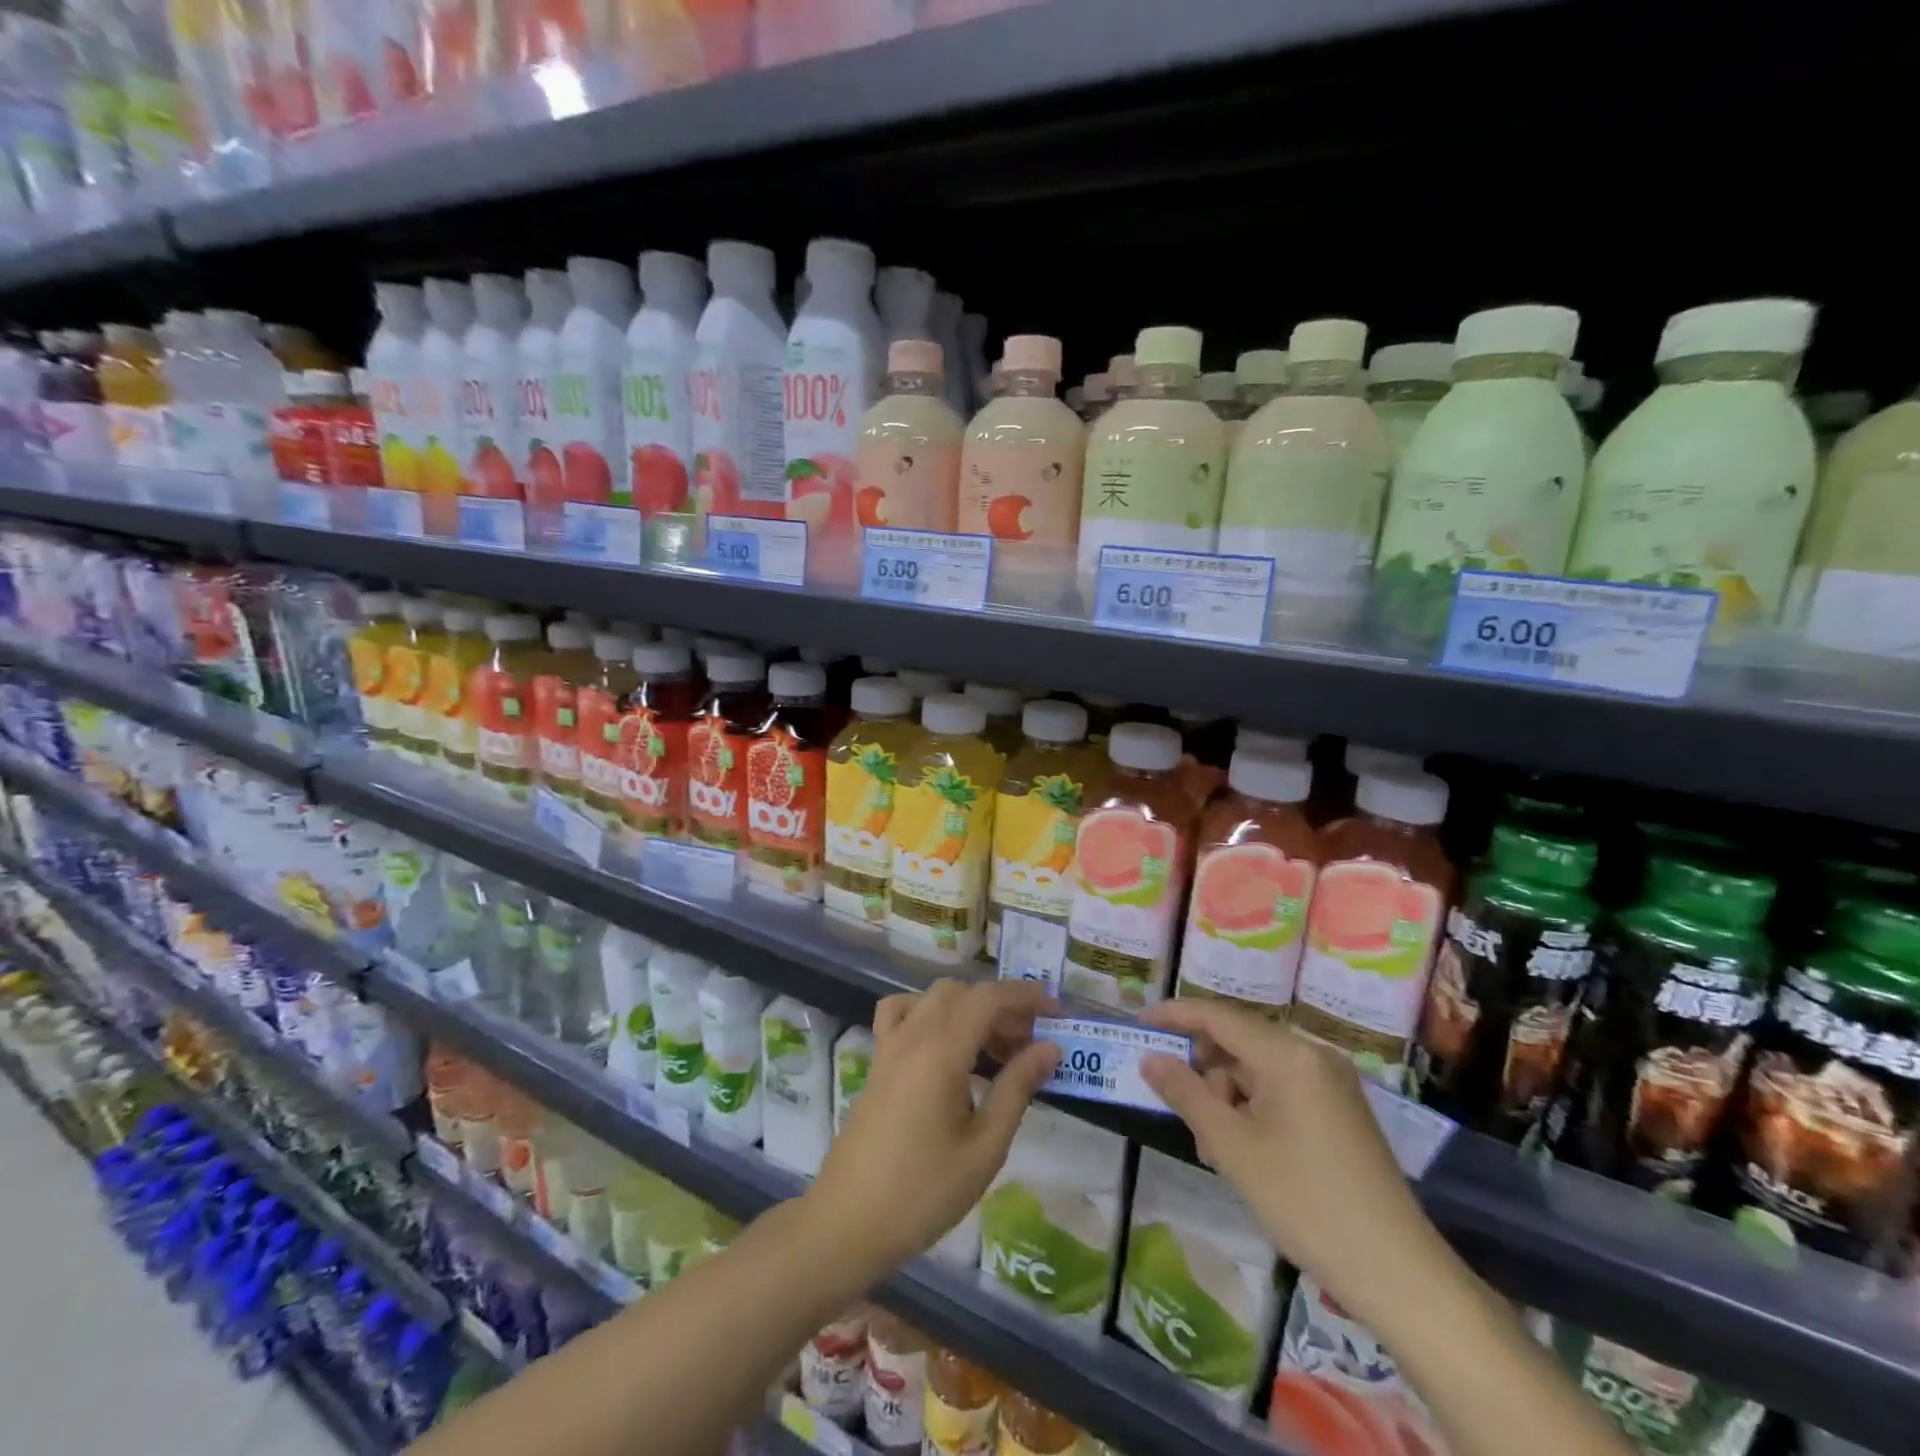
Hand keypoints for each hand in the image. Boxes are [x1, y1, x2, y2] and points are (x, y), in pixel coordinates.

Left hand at [804, 980, 1060, 1282]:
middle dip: (1000, 1006)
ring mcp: (889, 1046)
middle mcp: (912, 1035)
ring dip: (968, 1008)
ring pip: (933, 998)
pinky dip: (928, 1012)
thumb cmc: (923, 1192)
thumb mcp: (984, 1148)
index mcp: (941, 1051)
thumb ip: (1017, 1089)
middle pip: (962, 992)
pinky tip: (944, 1045)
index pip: (987, 998)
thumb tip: (1049, 1048)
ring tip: (994, 1049)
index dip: (1024, 995)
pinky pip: (901, 1013)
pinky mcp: (877, 1062)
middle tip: (1029, 1044)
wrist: (848, 1223)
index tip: (1055, 1011)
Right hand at [1139, 1000, 1431, 1302]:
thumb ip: (1186, 1094)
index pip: (1218, 1016)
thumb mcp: (1232, 1148)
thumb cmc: (1305, 1202)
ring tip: (1213, 1147)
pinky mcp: (1340, 1109)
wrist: (1398, 1274)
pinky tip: (1243, 1150)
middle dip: (1202, 1068)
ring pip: (1257, 1069)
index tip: (1138, 1025)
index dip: (1174, 1015)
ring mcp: (1331, 1082)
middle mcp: (1313, 1054)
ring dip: (1226, 1095)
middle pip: (1238, 1041)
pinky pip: (1281, 1089)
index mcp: (1288, 1054)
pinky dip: (1253, 1108)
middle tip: (1176, 1106)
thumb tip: (1150, 1059)